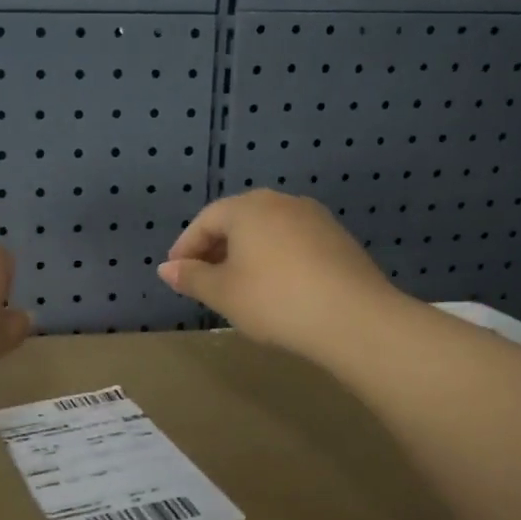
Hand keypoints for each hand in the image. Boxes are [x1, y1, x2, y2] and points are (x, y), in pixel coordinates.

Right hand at [157, 190, 400, 357]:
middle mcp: (280, 202)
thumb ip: (192, 277)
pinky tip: (275, 287)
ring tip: (237, 285)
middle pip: (237, 220)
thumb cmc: (275, 300)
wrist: (354, 318)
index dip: (186, 247)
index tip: (176, 274)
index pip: (206, 220)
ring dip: (245, 253)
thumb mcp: (223, 293)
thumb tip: (166, 268)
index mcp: (248, 208)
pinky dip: (274, 258)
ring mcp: (314, 217)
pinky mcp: (337, 238)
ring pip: (266, 230)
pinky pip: (292, 241)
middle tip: (203, 279)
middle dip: (215, 248)